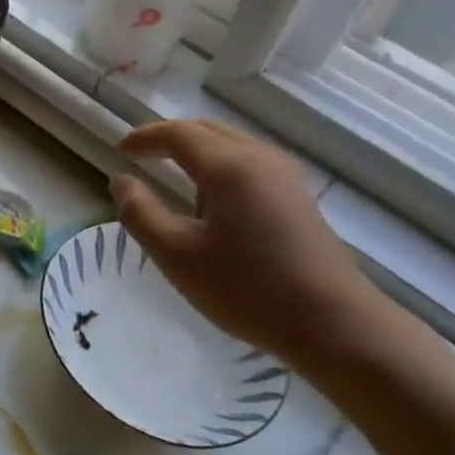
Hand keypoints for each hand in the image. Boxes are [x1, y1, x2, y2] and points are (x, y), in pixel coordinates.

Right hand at [109, 119, 383, 368]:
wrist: (334, 324)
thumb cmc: (247, 288)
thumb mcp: (177, 255)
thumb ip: (140, 212)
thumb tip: (120, 180)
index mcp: (227, 165)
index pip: (177, 133)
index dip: (145, 137)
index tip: (121, 151)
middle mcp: (258, 158)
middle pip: (207, 130)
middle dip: (170, 137)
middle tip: (143, 155)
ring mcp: (285, 176)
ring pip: (231, 144)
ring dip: (198, 149)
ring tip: (173, 173)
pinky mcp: (298, 197)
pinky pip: (250, 162)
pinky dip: (221, 164)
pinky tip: (215, 198)